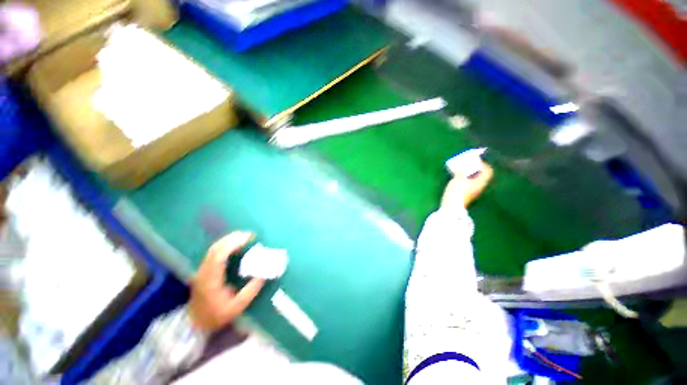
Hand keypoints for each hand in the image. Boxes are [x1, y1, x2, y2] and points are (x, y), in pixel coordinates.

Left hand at [189, 231, 264, 332]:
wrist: (196, 324)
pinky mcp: (203, 270)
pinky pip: (213, 252)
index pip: (219, 256)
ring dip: (228, 240)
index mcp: (210, 280)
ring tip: (244, 236)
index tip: (248, 238)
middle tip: (249, 234)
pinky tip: (234, 244)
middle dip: (232, 238)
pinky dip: (225, 245)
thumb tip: (264, 275)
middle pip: (215, 248)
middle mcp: (204, 272)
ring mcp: (202, 270)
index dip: (233, 244)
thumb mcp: (236, 308)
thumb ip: (250, 291)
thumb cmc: (216, 316)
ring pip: (213, 249)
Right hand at [441, 161, 493, 208]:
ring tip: (461, 170)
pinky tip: (457, 178)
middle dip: (475, 169)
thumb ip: (460, 171)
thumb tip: (460, 166)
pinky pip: (468, 184)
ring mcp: (472, 192)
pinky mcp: (466, 195)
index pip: (488, 172)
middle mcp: (479, 187)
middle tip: (468, 164)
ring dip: (469, 174)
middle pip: (481, 175)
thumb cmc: (457, 192)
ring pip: (474, 180)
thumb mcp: (458, 179)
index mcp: (480, 182)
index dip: (484, 165)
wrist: (451, 207)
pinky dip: (464, 179)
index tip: (476, 160)